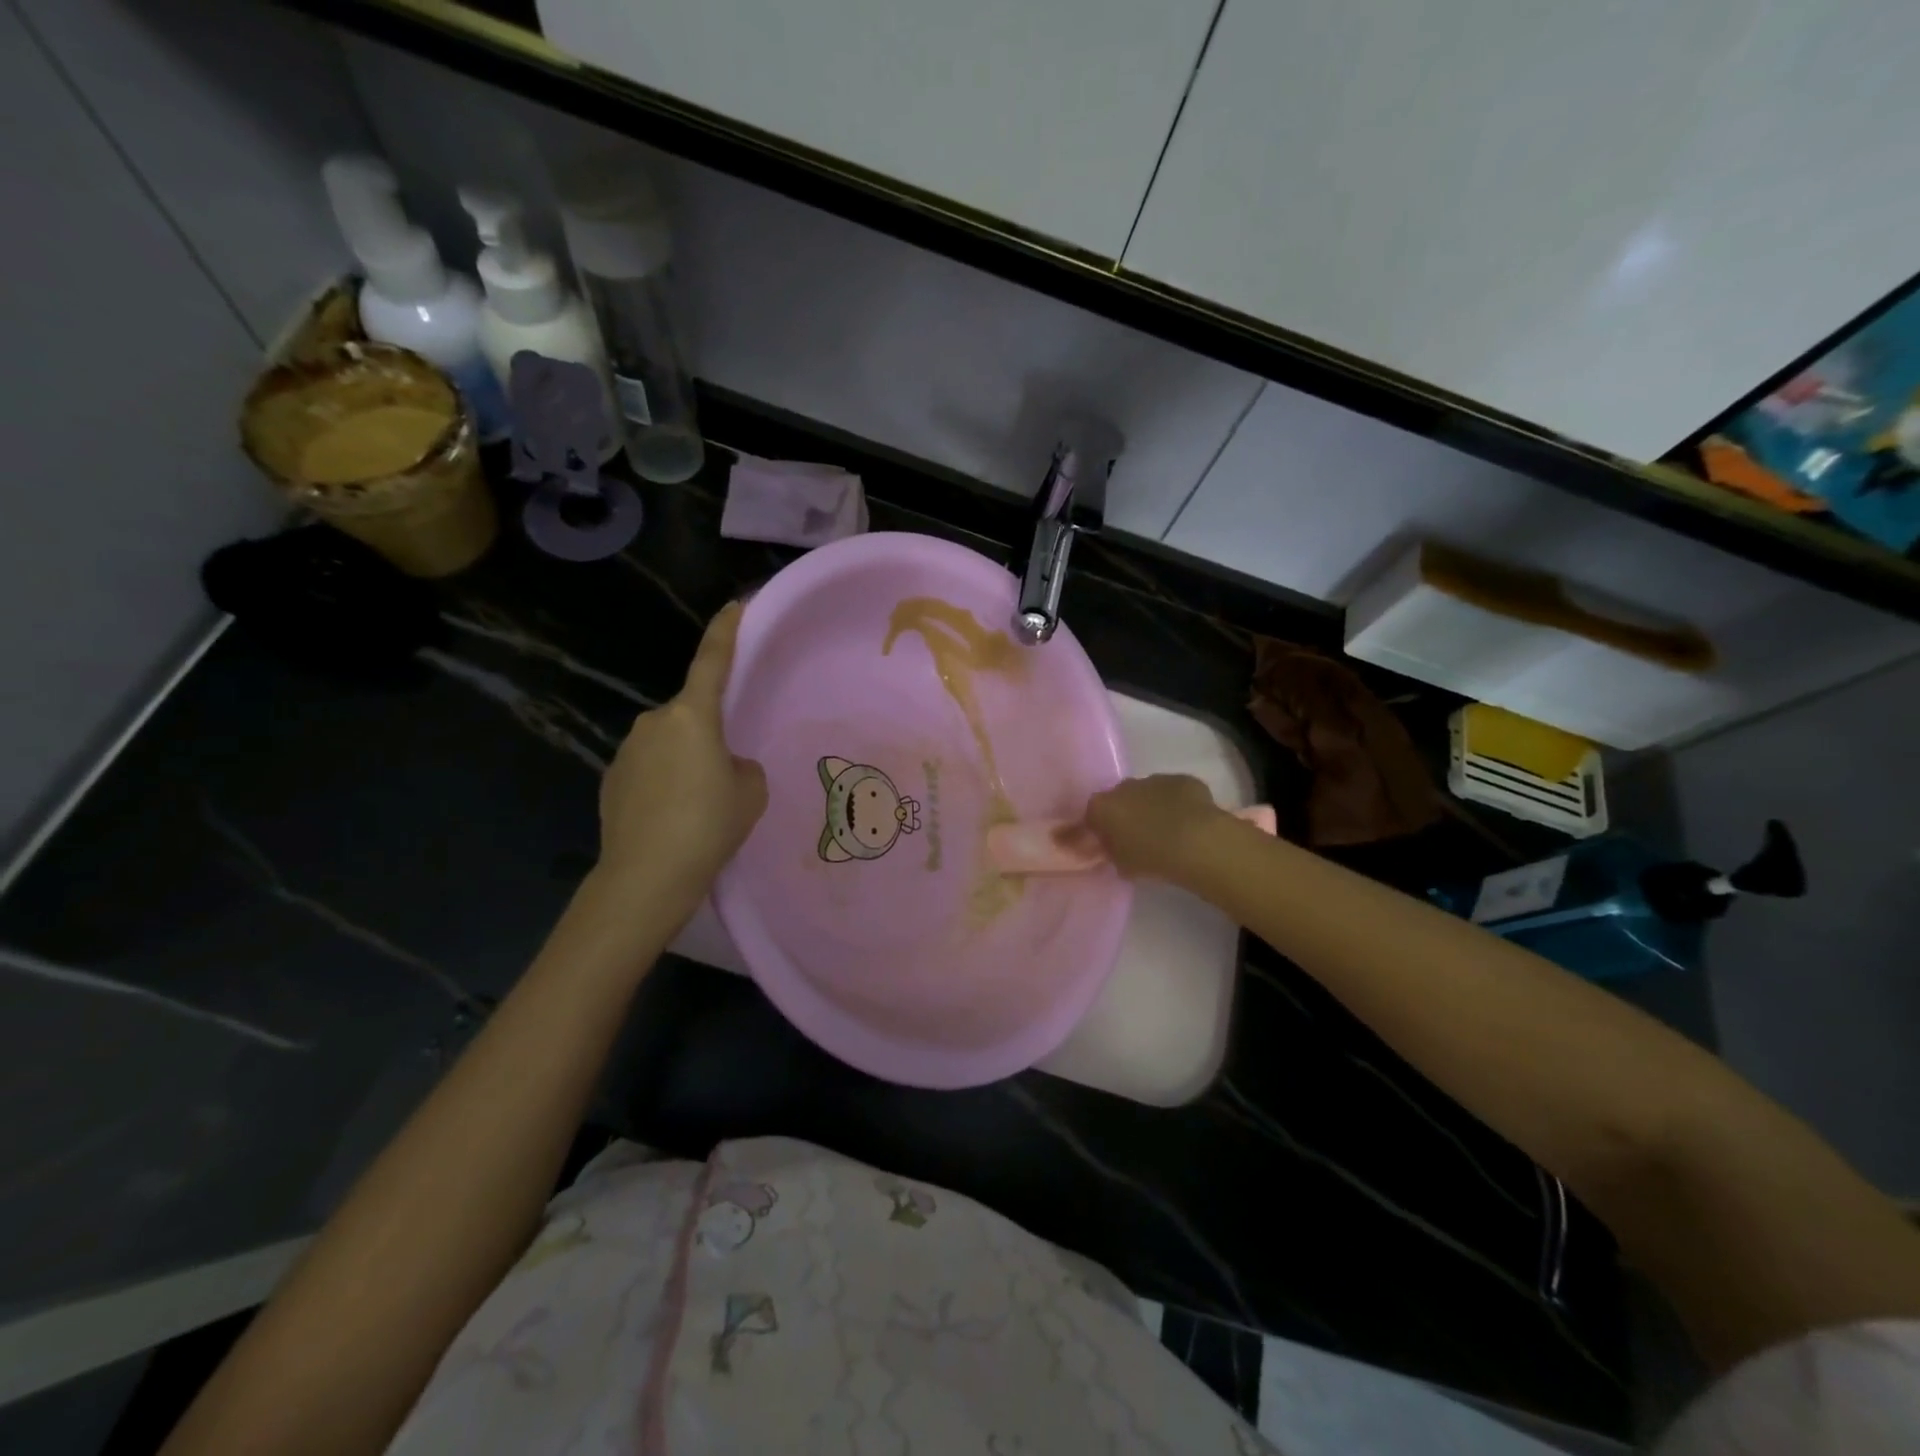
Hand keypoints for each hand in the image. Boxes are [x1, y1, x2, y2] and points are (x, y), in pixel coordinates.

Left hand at [595, 602, 766, 915]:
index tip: (735, 605)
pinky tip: (671, 818)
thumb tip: (723, 765)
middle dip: (709, 735)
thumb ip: (741, 766)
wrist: (646, 876)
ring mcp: (627, 750)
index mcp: (693, 716)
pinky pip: (649, 768)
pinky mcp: (611, 778)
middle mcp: (655, 722)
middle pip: (691, 715)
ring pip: (669, 744)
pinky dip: (664, 783)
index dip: (726, 631)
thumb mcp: (750, 792)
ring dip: (685, 761)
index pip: (712, 661)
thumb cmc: (709, 826)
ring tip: (698, 806)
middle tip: (726, 776)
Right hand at [1082, 774, 1223, 881]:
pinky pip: (1174, 792)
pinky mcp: (1183, 780)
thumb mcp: (1121, 864)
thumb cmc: (1151, 857)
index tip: (1107, 844)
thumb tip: (1106, 847)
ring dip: (1151, 807)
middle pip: (1119, 799)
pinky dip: (1177, 803)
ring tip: (1165, 830)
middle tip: (1136, 837)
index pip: (1092, 816)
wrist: (1197, 843)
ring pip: (1147, 793)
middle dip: (1125, 814)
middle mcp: (1124, 786)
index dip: (1098, 830)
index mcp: (1103, 806)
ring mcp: (1155, 779)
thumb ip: (1109, 852)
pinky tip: (1187, 822)